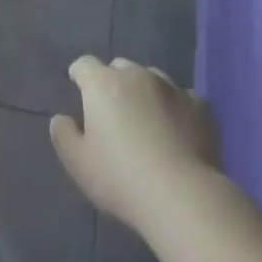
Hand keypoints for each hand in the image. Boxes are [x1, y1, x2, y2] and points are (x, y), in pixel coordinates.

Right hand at [50, 56, 220, 231]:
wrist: (182, 196)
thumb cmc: (121, 179)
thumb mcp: (79, 164)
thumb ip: (64, 136)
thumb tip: (61, 118)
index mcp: (103, 84)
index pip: (84, 65)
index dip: (79, 75)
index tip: (78, 88)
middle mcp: (136, 75)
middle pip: (119, 67)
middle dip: (113, 82)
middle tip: (113, 112)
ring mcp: (171, 87)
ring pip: (151, 78)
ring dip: (145, 92)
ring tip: (147, 121)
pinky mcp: (200, 106)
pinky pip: (183, 98)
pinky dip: (176, 108)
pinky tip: (178, 131)